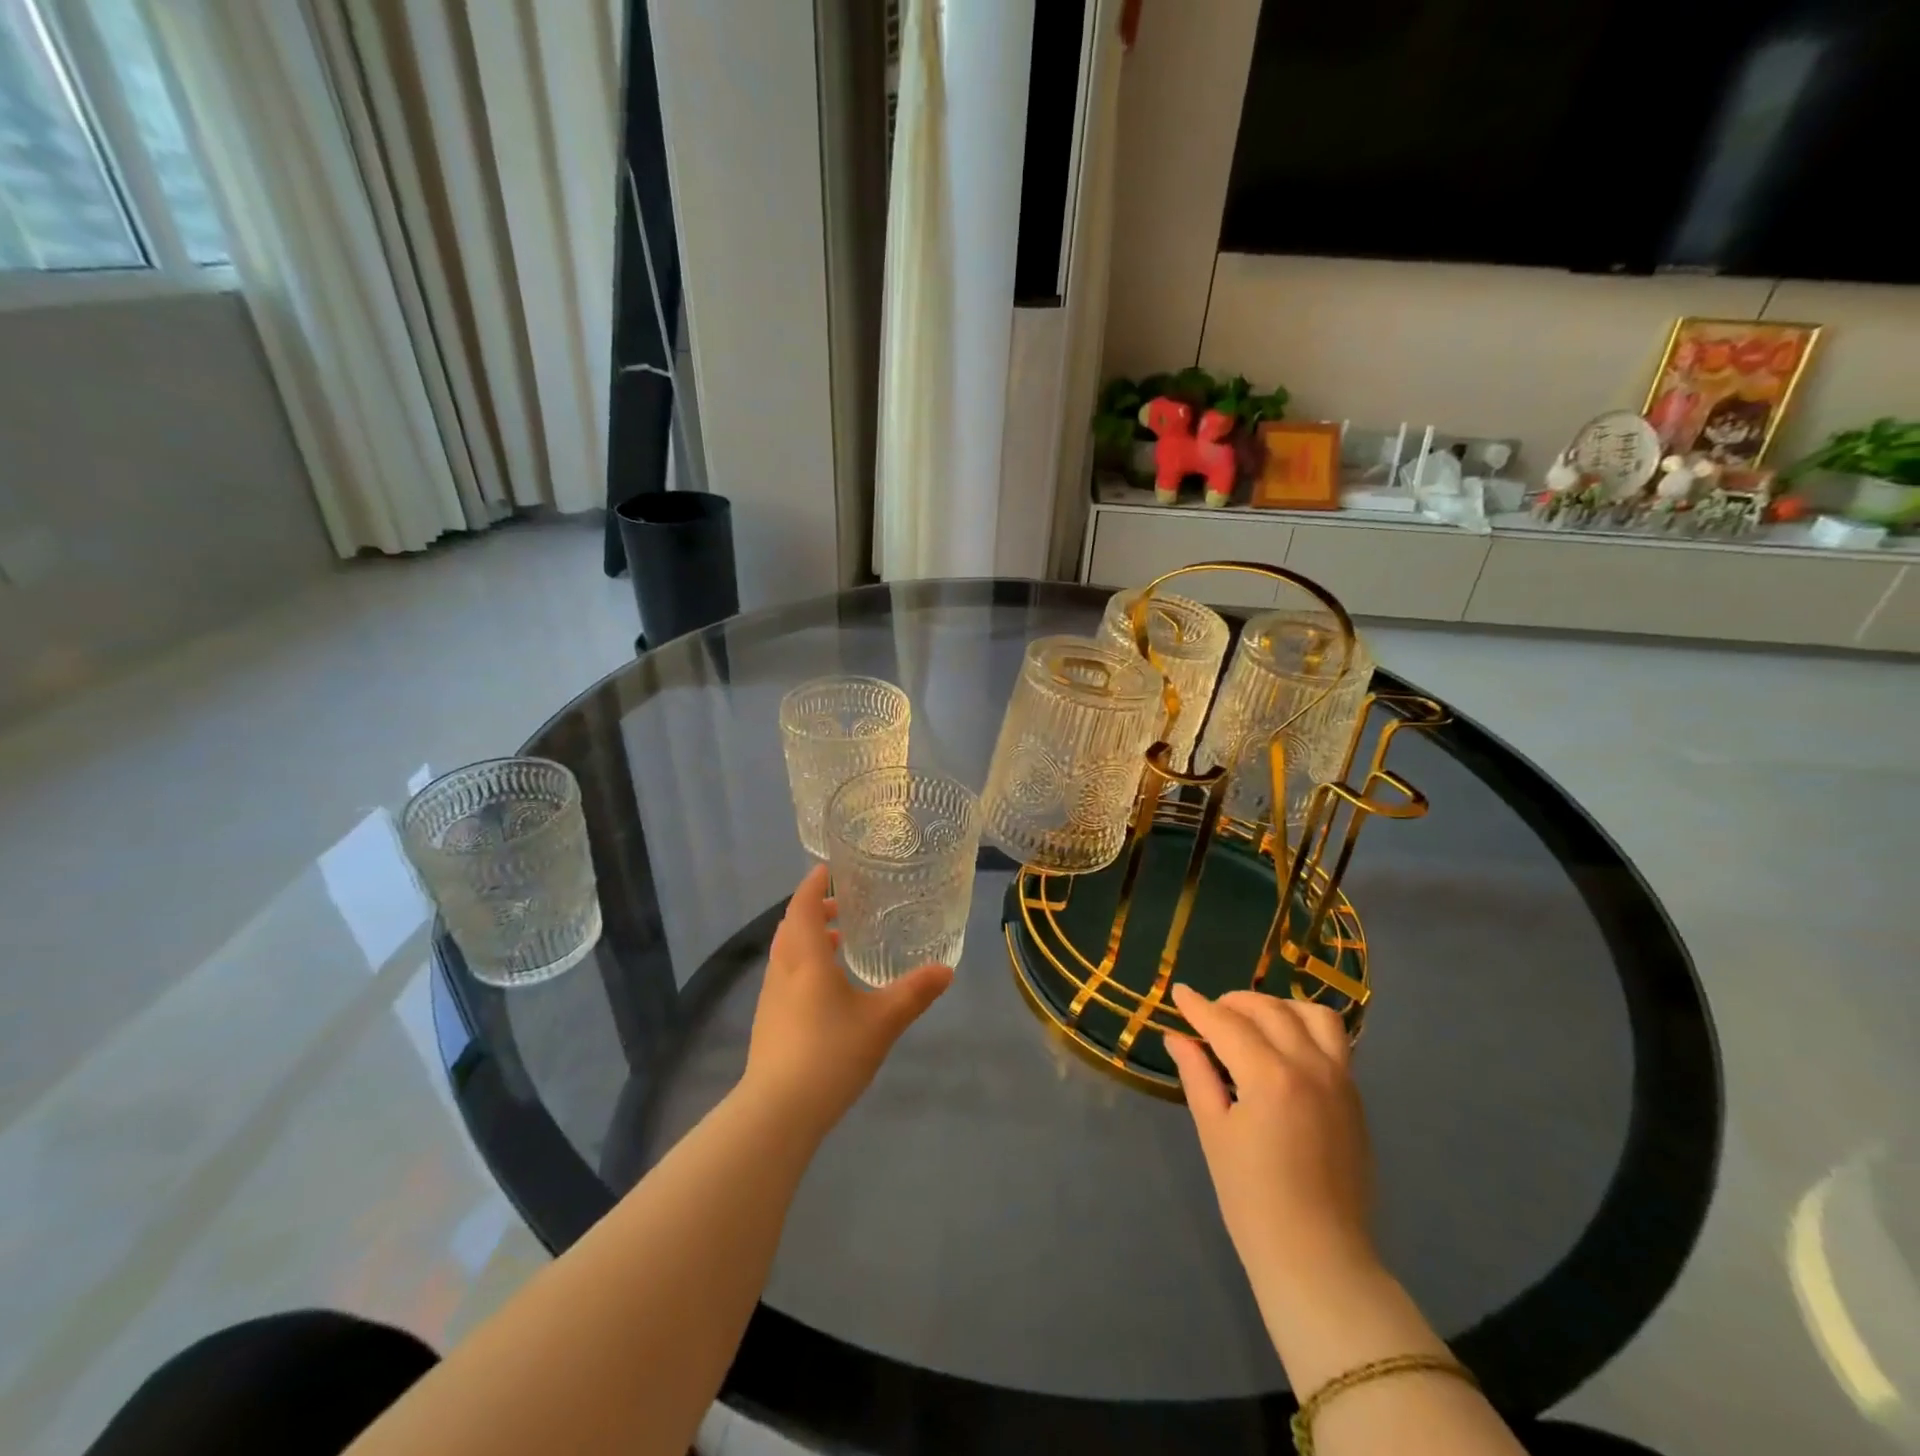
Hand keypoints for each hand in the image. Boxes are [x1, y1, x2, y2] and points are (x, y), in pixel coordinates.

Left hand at [741, 865, 952, 1140]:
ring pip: (786, 953)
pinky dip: (803, 964)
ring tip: (838, 941)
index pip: (803, 906)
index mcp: (806, 958)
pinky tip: (827, 989)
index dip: (813, 884)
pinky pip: (785, 976)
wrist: (777, 1112)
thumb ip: (914, 993)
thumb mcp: (882, 1021)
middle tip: (842, 904)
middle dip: (813, 910)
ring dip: (808, 938)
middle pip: (791, 926)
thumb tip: (946, 969)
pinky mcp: (768, 1022)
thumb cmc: (830, 1053)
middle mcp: (783, 970)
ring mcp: (770, 998)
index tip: (827, 869)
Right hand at [1164, 985, 1376, 1297]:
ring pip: (1313, 1015)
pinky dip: (1305, 1028)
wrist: (1319, 1259)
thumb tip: (1177, 1037)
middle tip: (1209, 1013)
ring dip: (1278, 1007)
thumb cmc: (1252, 1200)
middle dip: (1234, 1003)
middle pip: (1269, 1010)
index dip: (1198, 1006)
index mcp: (1270, 1076)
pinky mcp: (1355, 1098)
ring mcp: (1340, 1081)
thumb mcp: (1214, 1132)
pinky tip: (1283, 1046)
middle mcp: (1310, 1067)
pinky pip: (1334, 1042)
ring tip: (1253, 1021)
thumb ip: (1197, 1075)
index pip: (1226, 1024)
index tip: (1178, 992)